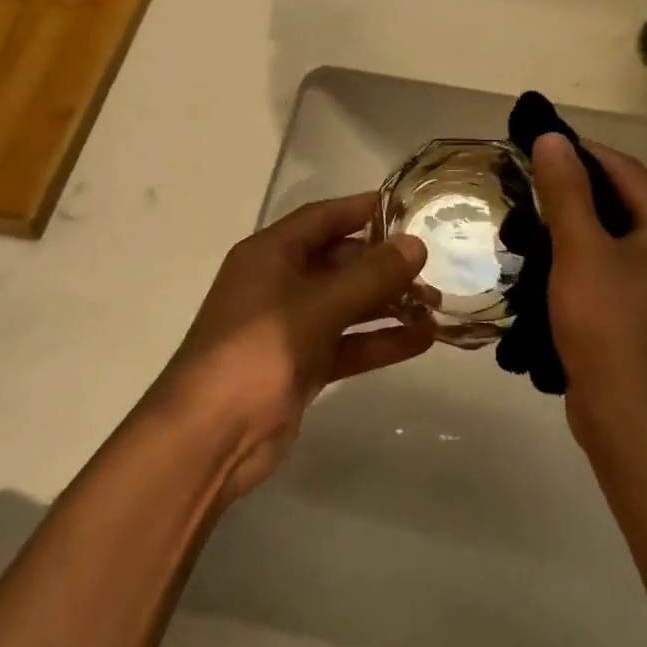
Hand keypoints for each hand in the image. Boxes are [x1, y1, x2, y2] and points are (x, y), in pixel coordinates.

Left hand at [158, 195, 431, 499]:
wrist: (209, 438)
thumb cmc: (257, 351)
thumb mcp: (318, 307)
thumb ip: (370, 276)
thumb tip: (416, 245)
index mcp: (271, 254)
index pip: (324, 218)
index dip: (364, 209)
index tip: (410, 208)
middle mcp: (280, 282)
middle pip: (341, 261)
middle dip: (385, 264)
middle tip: (434, 267)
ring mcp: (291, 326)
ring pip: (348, 304)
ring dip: (388, 304)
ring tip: (437, 305)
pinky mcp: (302, 365)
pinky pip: (348, 342)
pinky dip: (379, 340)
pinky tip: (422, 340)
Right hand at [530, 134, 646, 436]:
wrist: (630, 417)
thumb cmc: (607, 325)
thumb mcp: (580, 250)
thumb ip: (565, 191)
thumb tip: (553, 138)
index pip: (625, 169)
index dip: (583, 150)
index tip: (539, 145)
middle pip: (622, 201)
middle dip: (574, 188)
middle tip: (527, 183)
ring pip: (613, 236)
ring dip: (574, 223)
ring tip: (529, 221)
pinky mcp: (643, 314)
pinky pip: (610, 268)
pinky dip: (580, 256)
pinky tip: (546, 264)